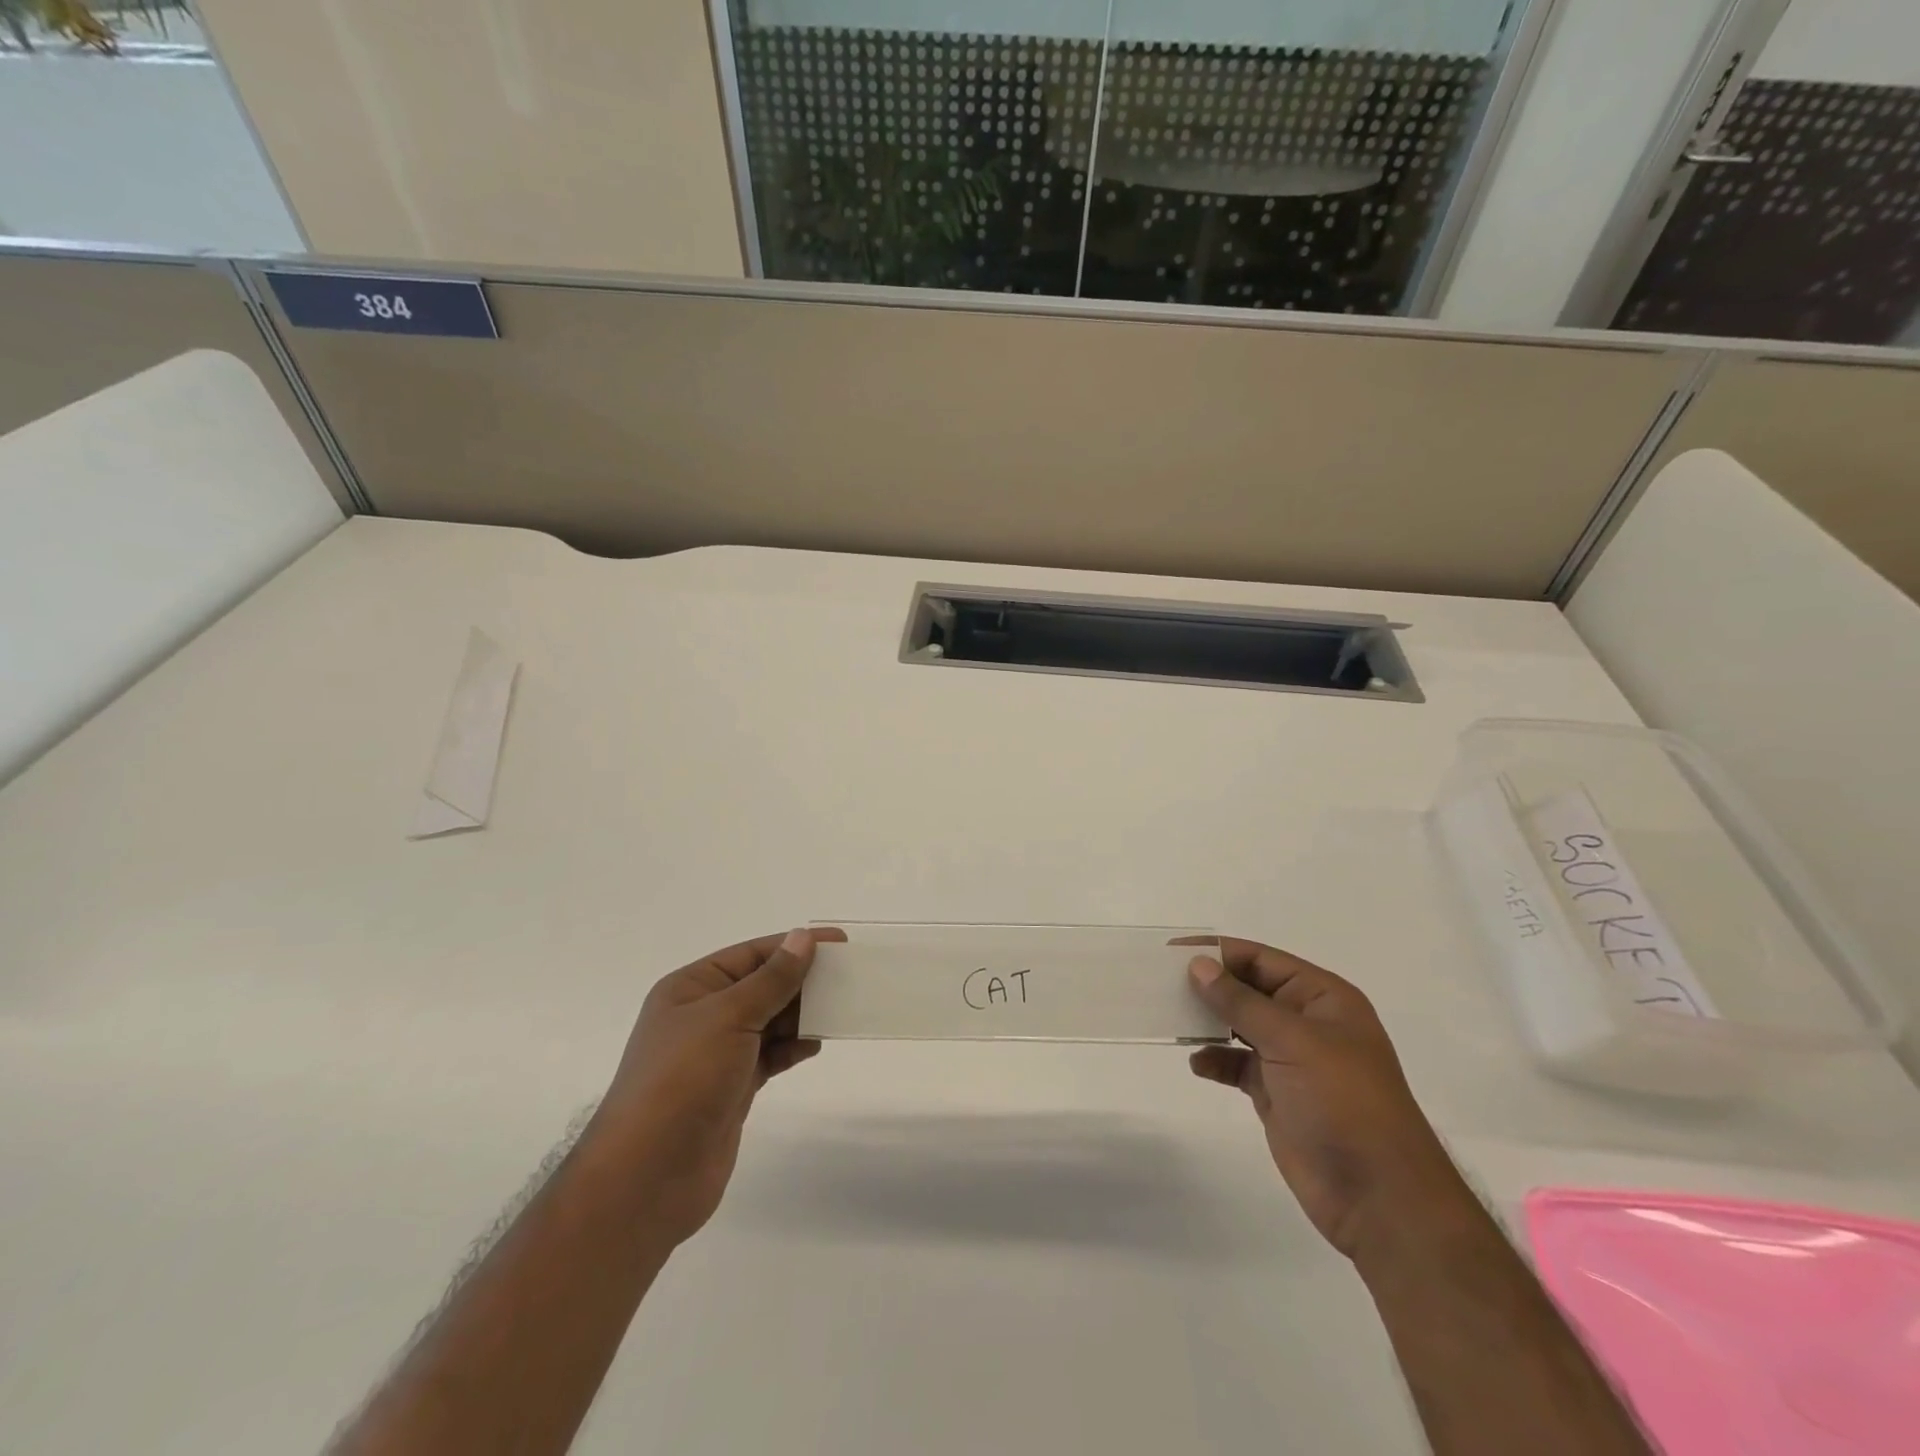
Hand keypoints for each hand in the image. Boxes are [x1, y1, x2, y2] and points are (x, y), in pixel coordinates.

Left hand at [589, 927, 842, 1245]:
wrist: (648, 1176)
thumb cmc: (683, 1080)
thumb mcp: (729, 1017)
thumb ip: (772, 979)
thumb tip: (802, 937)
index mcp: (692, 988)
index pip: (751, 955)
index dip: (794, 945)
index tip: (839, 942)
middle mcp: (702, 1015)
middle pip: (762, 986)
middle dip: (802, 980)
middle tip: (848, 976)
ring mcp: (717, 1054)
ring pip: (769, 1021)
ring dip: (802, 1015)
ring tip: (840, 1008)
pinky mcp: (732, 1088)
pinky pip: (770, 1055)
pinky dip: (793, 1048)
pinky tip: (816, 1045)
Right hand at [1186, 938, 1474, 1260]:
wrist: (1378, 1197)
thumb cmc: (1343, 1102)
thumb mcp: (1292, 1041)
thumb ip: (1241, 1002)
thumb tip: (1198, 965)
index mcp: (1322, 998)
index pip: (1261, 959)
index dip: (1218, 952)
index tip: (1172, 951)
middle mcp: (1307, 1022)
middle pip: (1248, 989)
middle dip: (1209, 986)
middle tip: (1160, 982)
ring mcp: (1292, 1059)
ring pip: (1239, 1026)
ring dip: (1207, 1022)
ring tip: (1170, 1018)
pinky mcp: (1277, 1094)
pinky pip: (1237, 1065)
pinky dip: (1215, 1060)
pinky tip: (1197, 1064)